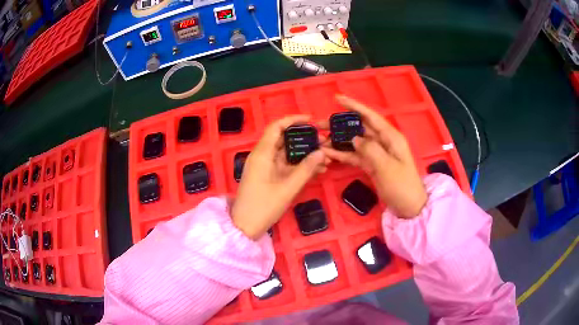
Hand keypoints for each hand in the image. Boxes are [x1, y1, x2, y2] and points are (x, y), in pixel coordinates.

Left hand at [232, 115, 328, 238]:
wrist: (245, 226)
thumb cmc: (263, 206)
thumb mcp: (287, 188)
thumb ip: (306, 169)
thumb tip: (322, 152)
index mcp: (262, 153)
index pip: (276, 127)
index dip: (293, 120)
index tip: (312, 120)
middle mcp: (262, 156)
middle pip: (284, 139)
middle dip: (305, 140)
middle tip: (324, 143)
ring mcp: (265, 167)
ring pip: (287, 154)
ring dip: (305, 154)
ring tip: (326, 158)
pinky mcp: (269, 176)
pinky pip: (286, 165)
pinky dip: (300, 166)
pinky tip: (318, 170)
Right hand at [320, 95, 426, 217]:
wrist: (409, 207)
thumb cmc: (402, 186)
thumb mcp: (387, 167)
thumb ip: (370, 149)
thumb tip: (354, 138)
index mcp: (390, 137)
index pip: (370, 116)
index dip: (354, 106)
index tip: (337, 98)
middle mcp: (383, 141)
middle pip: (359, 128)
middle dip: (340, 124)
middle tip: (320, 124)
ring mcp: (376, 154)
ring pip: (355, 142)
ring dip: (338, 141)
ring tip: (319, 140)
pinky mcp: (371, 165)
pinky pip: (355, 156)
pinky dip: (343, 155)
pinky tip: (328, 154)